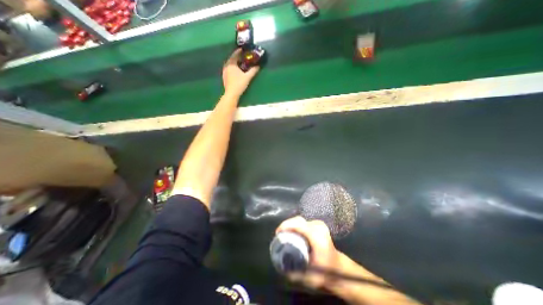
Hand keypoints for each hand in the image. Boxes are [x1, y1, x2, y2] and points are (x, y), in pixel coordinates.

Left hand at [223, 48, 260, 97]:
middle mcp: (226, 66)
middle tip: (242, 56)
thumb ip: (253, 71)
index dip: (239, 51)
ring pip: (229, 64)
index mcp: (231, 64)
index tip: (242, 49)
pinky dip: (232, 67)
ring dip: (234, 63)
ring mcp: (224, 71)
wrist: (232, 94)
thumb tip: (258, 66)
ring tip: (239, 63)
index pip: (235, 55)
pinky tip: (236, 71)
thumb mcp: (247, 77)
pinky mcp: (224, 77)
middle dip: (236, 57)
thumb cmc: (239, 84)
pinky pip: (228, 69)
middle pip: (231, 59)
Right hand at [276, 215, 337, 289]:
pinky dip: (295, 225)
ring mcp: (319, 224)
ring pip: (300, 219)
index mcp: (317, 236)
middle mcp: (318, 227)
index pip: (299, 224)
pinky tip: (292, 232)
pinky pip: (303, 221)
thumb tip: (281, 265)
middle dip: (287, 224)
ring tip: (284, 233)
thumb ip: (295, 272)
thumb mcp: (310, 276)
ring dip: (290, 224)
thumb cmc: (326, 272)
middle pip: (298, 220)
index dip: (286, 225)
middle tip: (279, 234)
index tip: (278, 232)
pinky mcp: (318, 224)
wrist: (338, 267)